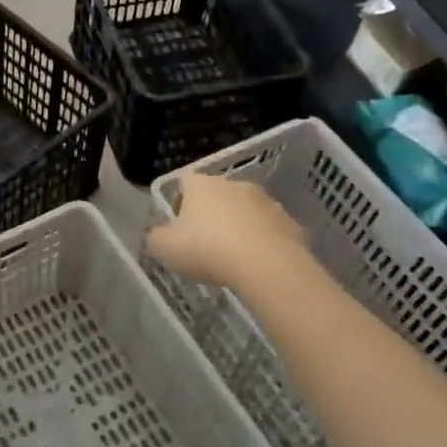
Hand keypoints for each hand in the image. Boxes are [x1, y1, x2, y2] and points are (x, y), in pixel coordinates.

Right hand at [146, 173, 311, 289]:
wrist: (267, 265)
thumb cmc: (207, 250)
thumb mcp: (164, 248)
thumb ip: (156, 238)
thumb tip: (159, 235)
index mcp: (202, 185)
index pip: (185, 181)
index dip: (180, 200)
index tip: (179, 224)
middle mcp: (235, 185)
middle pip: (218, 195)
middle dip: (211, 214)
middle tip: (205, 244)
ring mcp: (267, 202)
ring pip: (246, 211)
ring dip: (239, 227)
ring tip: (233, 258)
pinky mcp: (290, 222)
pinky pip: (270, 231)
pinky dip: (263, 243)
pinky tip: (258, 265)